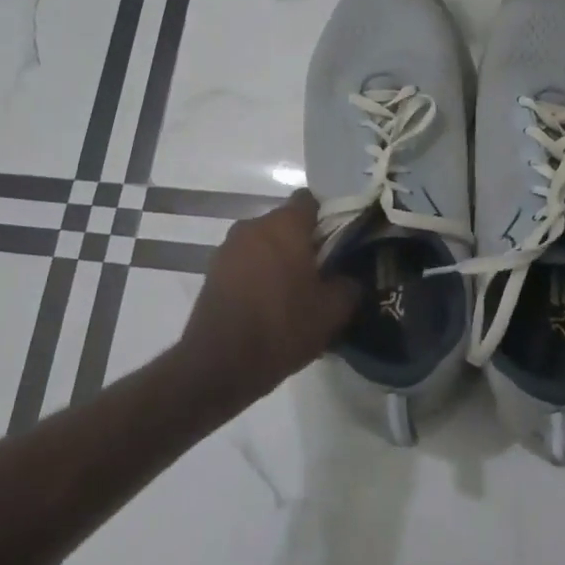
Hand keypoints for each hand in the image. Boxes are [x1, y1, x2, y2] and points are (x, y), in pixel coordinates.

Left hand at [181, 189, 359, 399]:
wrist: (218, 365)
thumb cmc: (281, 328)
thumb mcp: (332, 312)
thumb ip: (350, 284)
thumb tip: (351, 276)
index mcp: (284, 225)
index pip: (311, 199)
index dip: (329, 216)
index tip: (341, 242)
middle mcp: (253, 226)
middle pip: (287, 222)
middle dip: (306, 242)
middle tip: (325, 273)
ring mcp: (228, 247)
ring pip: (266, 243)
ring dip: (281, 259)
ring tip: (297, 293)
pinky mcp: (213, 271)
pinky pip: (247, 262)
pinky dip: (260, 274)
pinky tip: (271, 306)